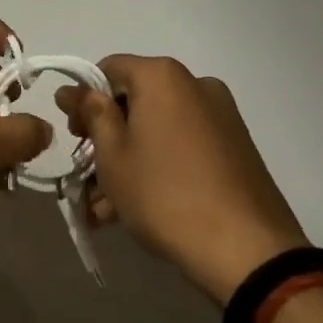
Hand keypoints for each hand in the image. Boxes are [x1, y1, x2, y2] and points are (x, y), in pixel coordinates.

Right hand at [58, 56, 306, 304]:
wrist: (249, 252)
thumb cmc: (165, 194)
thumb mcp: (112, 154)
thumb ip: (91, 114)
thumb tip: (74, 90)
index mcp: (162, 76)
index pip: (108, 70)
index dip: (84, 100)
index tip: (73, 136)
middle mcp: (194, 85)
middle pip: (134, 101)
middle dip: (106, 136)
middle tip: (86, 173)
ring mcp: (221, 117)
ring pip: (158, 129)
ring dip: (129, 159)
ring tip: (105, 207)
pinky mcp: (237, 149)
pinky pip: (183, 146)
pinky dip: (159, 166)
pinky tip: (137, 208)